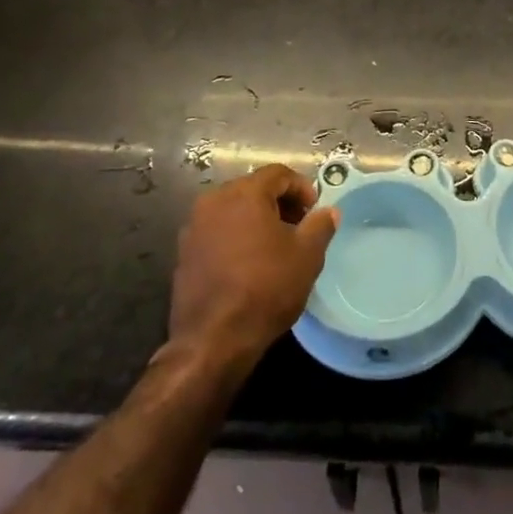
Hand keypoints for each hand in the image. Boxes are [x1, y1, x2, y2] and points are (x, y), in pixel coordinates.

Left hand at [168, 165, 337, 371]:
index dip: (301, 187)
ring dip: (256, 219)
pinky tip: (248, 264)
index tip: (314, 211)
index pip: (278, 173)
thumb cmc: (265, 289)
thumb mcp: (307, 256)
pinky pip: (217, 231)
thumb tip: (328, 211)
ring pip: (233, 210)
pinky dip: (236, 237)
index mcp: (244, 193)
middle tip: (298, 227)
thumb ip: (320, 225)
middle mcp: (214, 200)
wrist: (212, 340)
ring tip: (274, 247)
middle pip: (254, 188)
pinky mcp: (184, 252)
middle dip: (279, 203)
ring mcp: (194, 226)